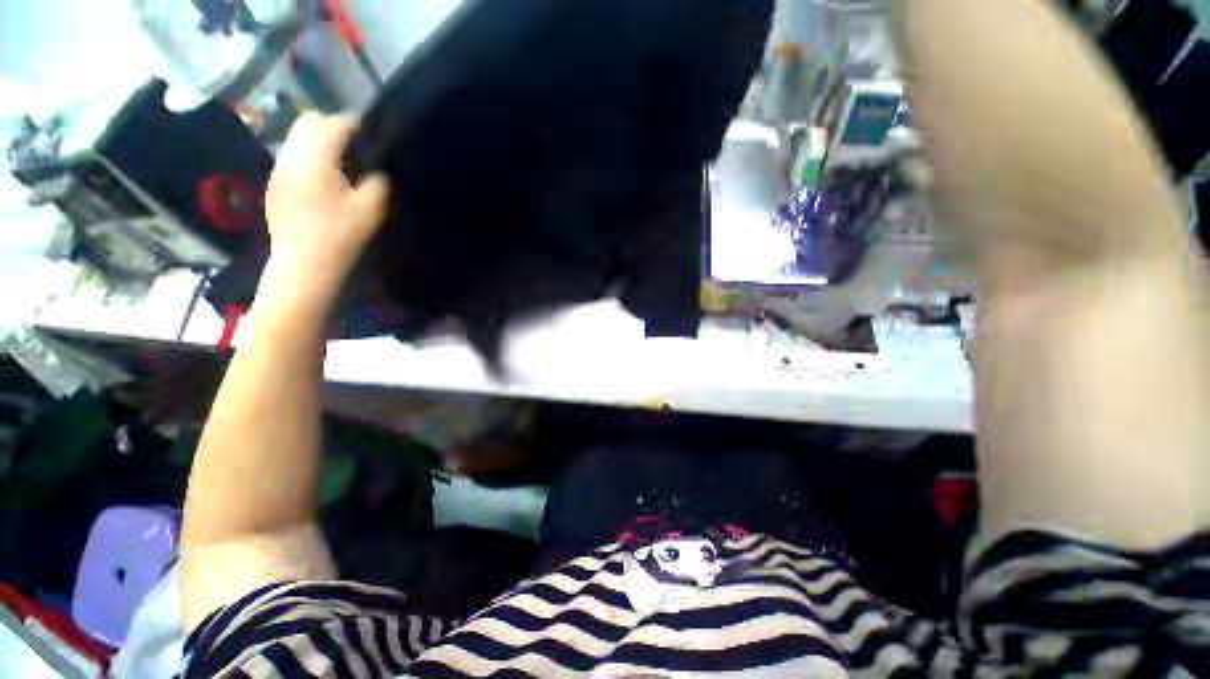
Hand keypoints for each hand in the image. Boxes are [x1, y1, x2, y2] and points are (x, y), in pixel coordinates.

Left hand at [259, 113, 389, 316]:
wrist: (304, 267)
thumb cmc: (340, 237)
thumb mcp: (370, 210)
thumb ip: (378, 183)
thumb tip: (379, 171)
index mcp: (315, 160)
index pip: (334, 125)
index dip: (356, 123)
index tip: (375, 130)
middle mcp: (290, 157)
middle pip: (308, 123)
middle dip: (333, 126)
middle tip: (357, 143)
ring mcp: (278, 171)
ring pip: (296, 138)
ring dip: (319, 141)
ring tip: (343, 160)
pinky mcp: (275, 186)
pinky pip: (291, 156)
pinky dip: (309, 156)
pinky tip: (324, 178)